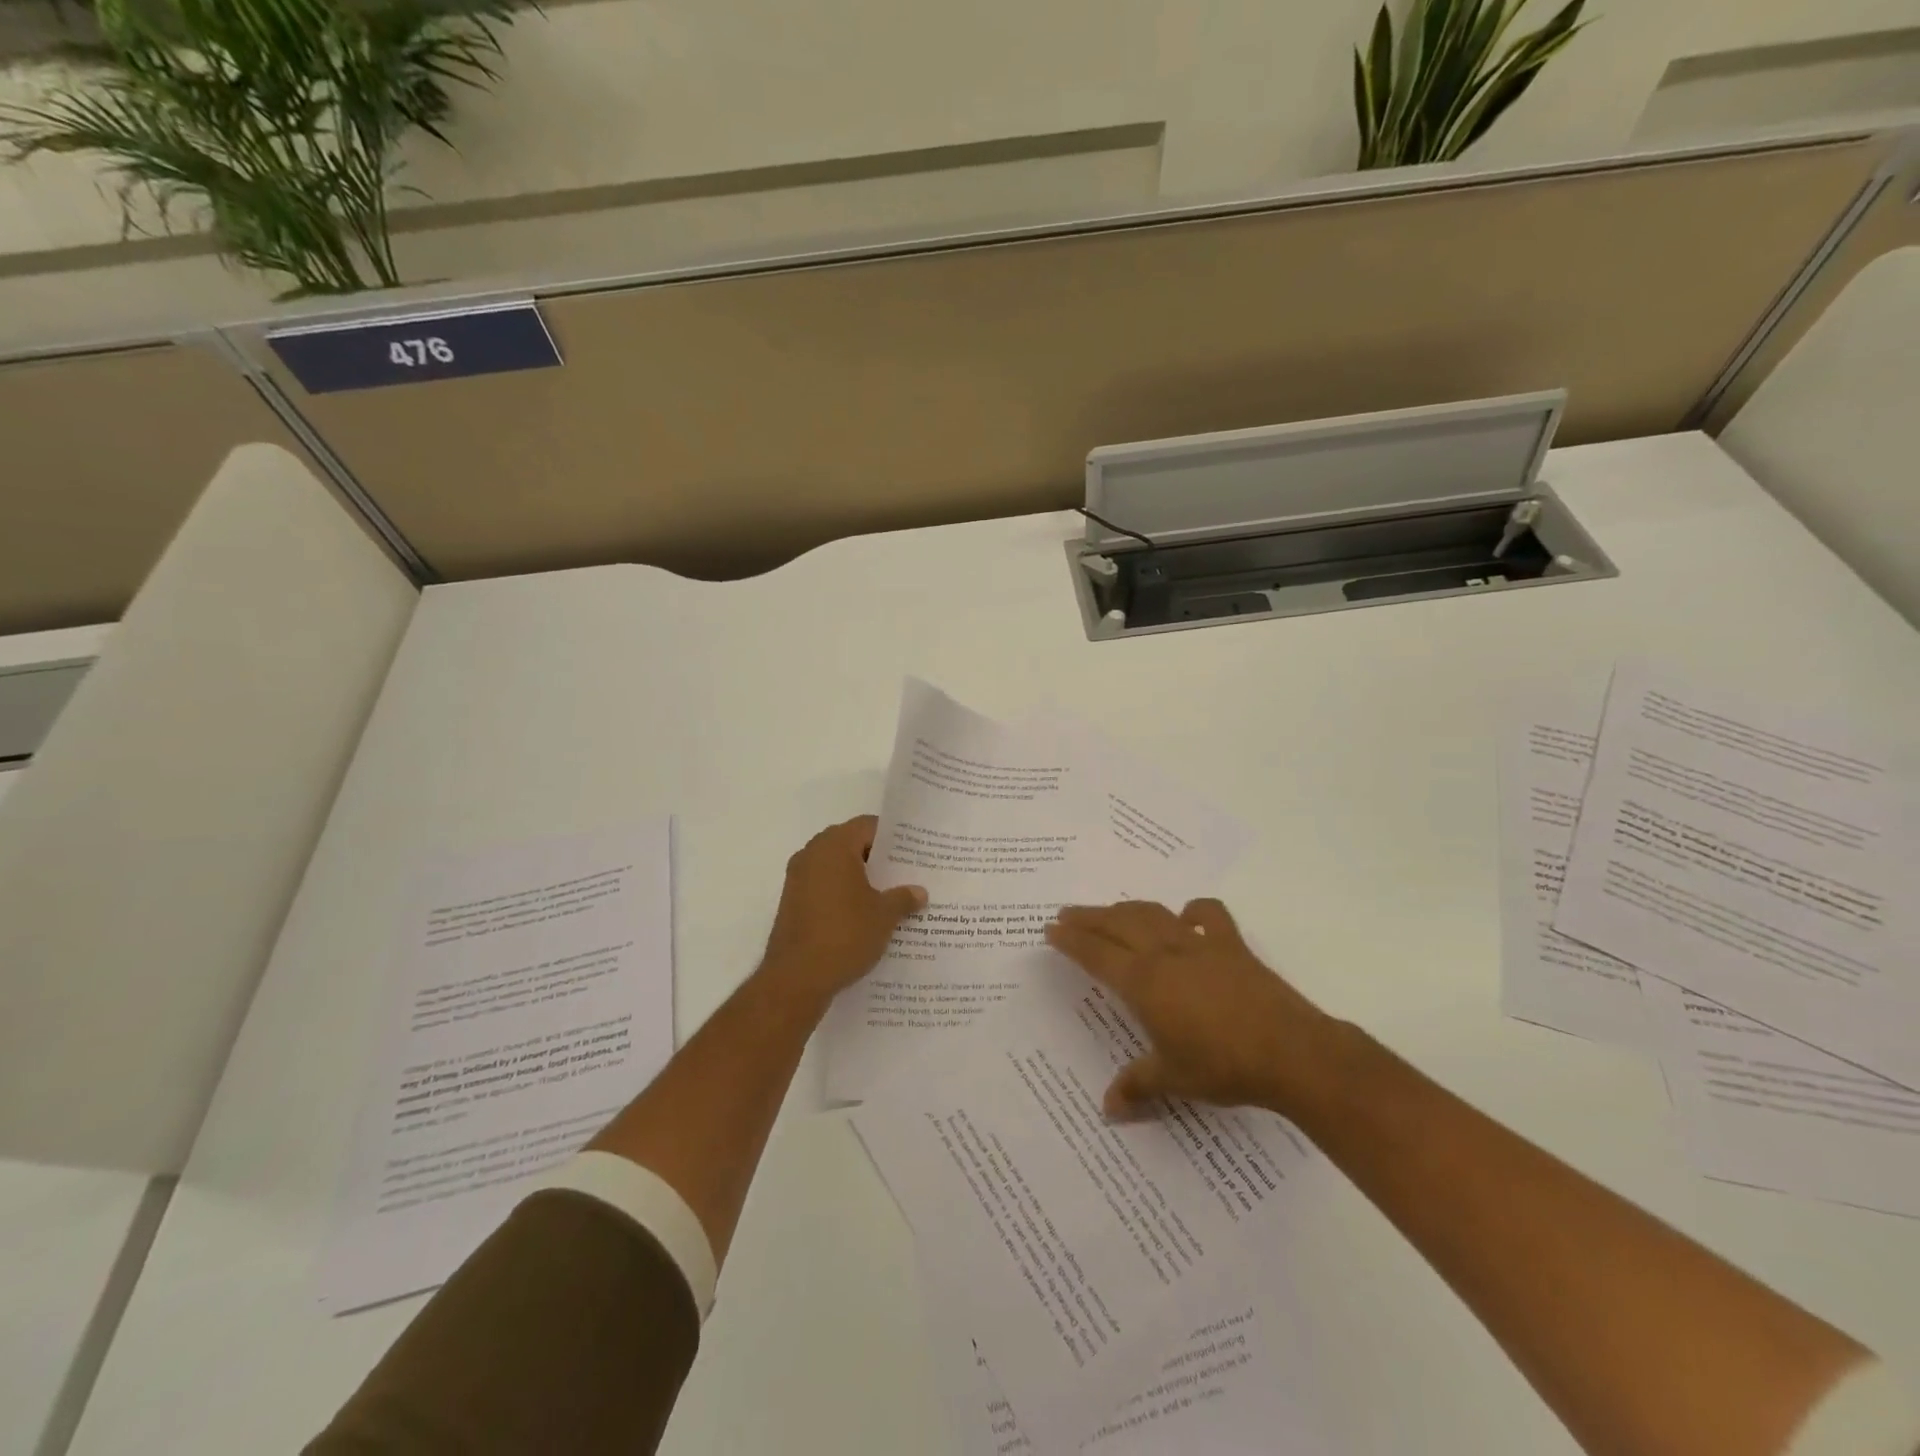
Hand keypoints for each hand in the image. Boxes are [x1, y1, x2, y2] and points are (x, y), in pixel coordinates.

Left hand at [758, 815, 926, 1010]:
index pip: (867, 826)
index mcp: (834, 846)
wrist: (796, 978)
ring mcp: (797, 879)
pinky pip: (824, 888)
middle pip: (851, 844)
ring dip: (860, 879)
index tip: (914, 852)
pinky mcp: (792, 904)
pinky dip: (843, 895)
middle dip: (878, 859)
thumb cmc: (844, 934)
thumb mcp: (884, 916)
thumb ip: (903, 898)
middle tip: (907, 873)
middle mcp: (812, 854)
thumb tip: (919, 892)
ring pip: (836, 868)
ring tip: (891, 896)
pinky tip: (866, 916)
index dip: (893, 838)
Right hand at [1046, 898, 1334, 1118]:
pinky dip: (1193, 910)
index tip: (1050, 929)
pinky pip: (1208, 915)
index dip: (1070, 940)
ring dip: (1126, 908)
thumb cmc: (1222, 1066)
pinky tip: (1185, 915)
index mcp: (1143, 982)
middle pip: (1117, 923)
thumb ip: (1136, 1086)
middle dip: (1089, 917)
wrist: (1289, 1051)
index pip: (1096, 953)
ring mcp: (1199, 944)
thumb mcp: (1173, 1079)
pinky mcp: (1232, 945)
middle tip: (1067, 913)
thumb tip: (1107, 1109)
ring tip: (1111, 910)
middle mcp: (1165, 953)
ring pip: (1153, 913)